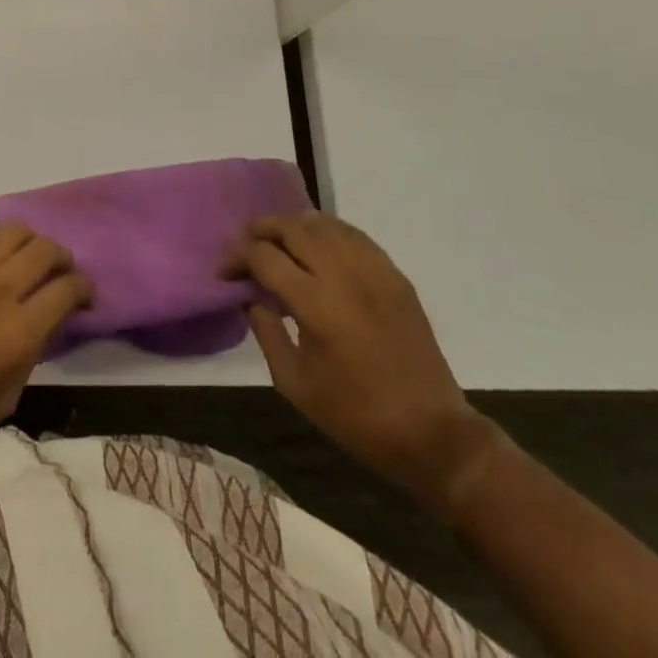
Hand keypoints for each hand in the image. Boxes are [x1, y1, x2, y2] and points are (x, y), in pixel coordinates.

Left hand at [0, 218, 92, 477]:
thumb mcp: (4, 400)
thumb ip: (31, 354)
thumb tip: (45, 322)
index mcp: (19, 332)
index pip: (68, 289)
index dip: (85, 289)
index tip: (86, 298)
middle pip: (46, 250)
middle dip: (63, 259)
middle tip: (62, 274)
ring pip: (12, 231)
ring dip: (31, 240)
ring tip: (30, 256)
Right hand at [225, 212, 500, 516]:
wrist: (432, 434)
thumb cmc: (356, 416)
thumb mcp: (295, 383)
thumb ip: (266, 331)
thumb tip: (250, 296)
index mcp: (315, 303)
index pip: (264, 256)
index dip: (237, 256)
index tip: (225, 271)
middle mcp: (342, 274)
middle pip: (291, 228)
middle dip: (260, 230)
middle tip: (245, 247)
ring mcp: (373, 270)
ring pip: (323, 223)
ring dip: (293, 226)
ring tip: (279, 243)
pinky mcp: (394, 275)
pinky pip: (353, 235)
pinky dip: (328, 232)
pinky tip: (318, 247)